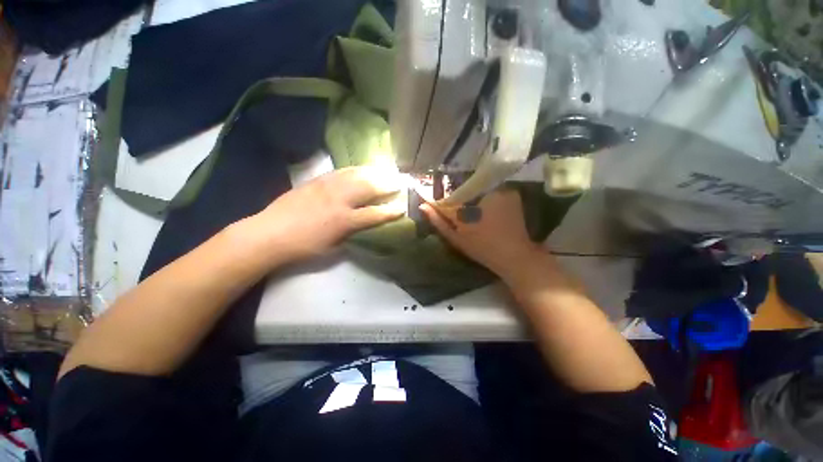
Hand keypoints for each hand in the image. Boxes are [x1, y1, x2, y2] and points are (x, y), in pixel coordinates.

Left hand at [245, 166, 403, 265]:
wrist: (269, 233)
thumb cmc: (304, 246)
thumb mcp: (332, 247)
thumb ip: (352, 233)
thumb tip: (364, 225)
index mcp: (344, 221)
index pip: (375, 214)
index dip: (391, 211)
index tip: (402, 208)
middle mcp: (340, 200)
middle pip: (369, 187)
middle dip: (387, 184)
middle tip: (399, 182)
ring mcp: (328, 187)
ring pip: (357, 175)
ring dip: (375, 173)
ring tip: (386, 171)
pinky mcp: (318, 180)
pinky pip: (342, 171)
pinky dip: (356, 169)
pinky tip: (363, 169)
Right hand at [420, 189, 543, 277]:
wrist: (515, 256)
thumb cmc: (483, 248)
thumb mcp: (456, 237)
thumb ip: (438, 221)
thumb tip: (422, 206)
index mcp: (476, 198)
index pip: (455, 190)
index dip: (448, 197)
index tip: (441, 204)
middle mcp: (492, 188)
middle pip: (469, 188)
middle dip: (462, 197)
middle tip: (459, 212)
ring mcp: (506, 191)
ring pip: (481, 189)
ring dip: (474, 198)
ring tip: (471, 213)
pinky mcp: (513, 195)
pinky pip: (493, 191)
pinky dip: (486, 198)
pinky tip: (484, 212)